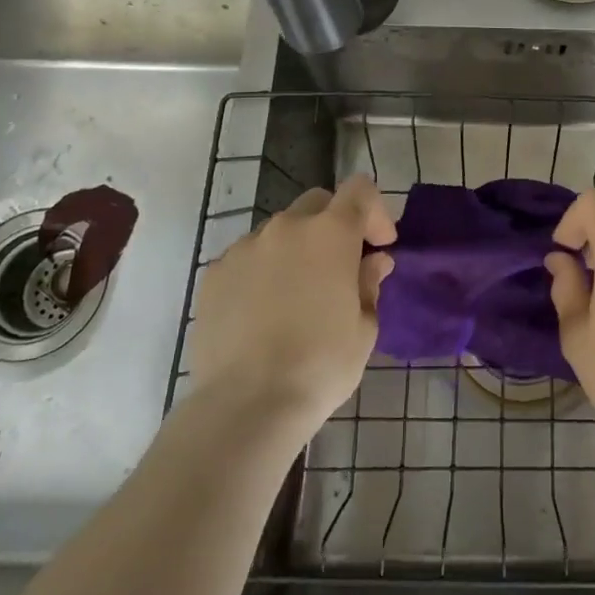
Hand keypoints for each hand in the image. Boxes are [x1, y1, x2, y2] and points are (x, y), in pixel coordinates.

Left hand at [185, 176, 395, 430]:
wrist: (246, 405)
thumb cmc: (321, 365)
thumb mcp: (364, 328)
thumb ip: (369, 284)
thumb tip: (372, 261)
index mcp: (331, 233)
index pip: (359, 189)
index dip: (375, 211)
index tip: (379, 245)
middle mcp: (287, 227)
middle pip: (318, 203)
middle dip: (335, 225)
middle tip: (341, 267)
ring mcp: (245, 247)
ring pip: (280, 231)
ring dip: (297, 249)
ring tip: (298, 295)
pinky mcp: (215, 273)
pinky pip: (248, 257)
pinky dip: (263, 270)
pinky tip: (263, 312)